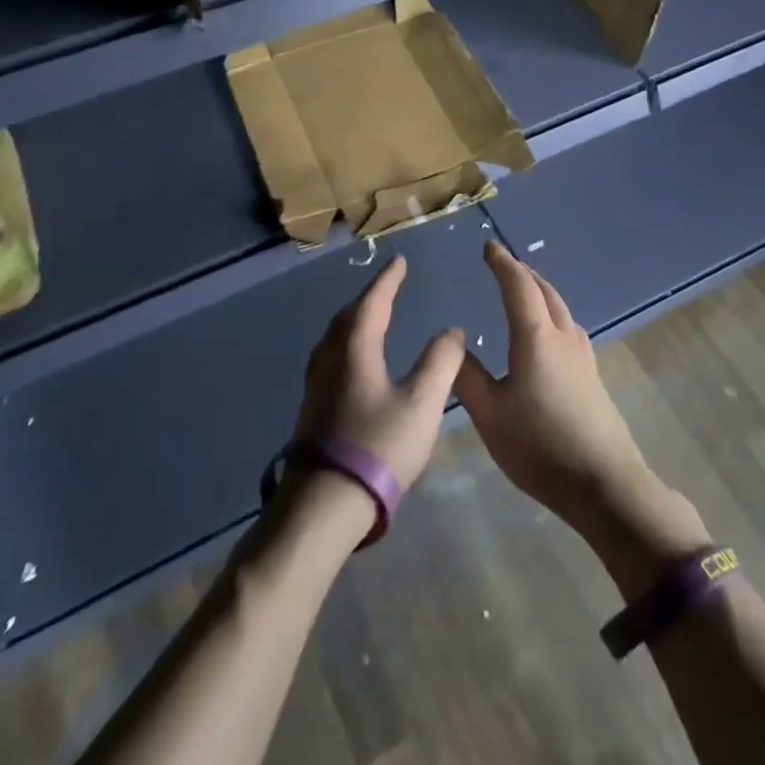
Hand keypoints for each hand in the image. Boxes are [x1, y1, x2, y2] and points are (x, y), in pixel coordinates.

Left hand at [293, 254, 465, 493]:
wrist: (325, 503)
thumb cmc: (378, 446)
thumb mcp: (422, 404)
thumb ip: (441, 362)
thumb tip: (452, 330)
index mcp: (355, 348)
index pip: (374, 301)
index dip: (388, 280)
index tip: (399, 261)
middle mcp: (330, 356)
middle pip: (349, 315)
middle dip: (370, 296)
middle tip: (388, 285)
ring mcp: (317, 382)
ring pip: (335, 335)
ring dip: (355, 318)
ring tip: (372, 316)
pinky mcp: (313, 405)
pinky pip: (331, 355)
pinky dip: (347, 342)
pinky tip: (355, 360)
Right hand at [455, 241, 707, 589]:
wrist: (604, 484)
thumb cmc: (540, 446)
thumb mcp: (490, 415)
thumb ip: (467, 377)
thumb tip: (453, 344)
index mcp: (535, 337)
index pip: (518, 286)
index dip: (502, 263)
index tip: (488, 247)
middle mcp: (563, 338)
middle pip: (545, 291)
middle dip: (523, 273)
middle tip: (504, 264)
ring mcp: (583, 357)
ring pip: (561, 309)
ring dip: (541, 292)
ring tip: (525, 291)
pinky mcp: (593, 377)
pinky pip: (570, 329)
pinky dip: (553, 314)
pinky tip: (550, 334)